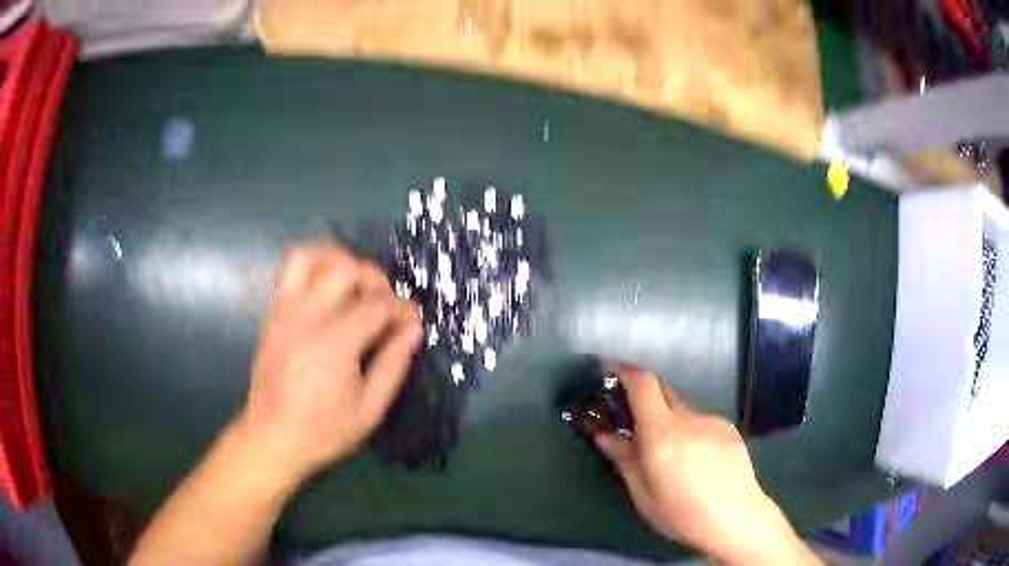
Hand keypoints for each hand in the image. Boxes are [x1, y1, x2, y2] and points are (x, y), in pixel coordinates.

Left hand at [236, 244, 421, 484]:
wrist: (271, 440)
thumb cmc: (324, 432)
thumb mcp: (370, 411)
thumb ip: (393, 366)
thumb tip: (413, 329)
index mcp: (334, 346)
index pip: (376, 305)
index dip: (402, 308)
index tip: (413, 320)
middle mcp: (306, 320)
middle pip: (344, 269)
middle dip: (374, 278)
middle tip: (385, 301)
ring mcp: (284, 313)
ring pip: (309, 257)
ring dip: (338, 260)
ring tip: (354, 282)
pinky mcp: (272, 316)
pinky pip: (291, 273)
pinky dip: (315, 268)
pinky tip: (329, 292)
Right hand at [595, 369, 819, 565]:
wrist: (737, 518)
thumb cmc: (682, 514)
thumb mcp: (643, 495)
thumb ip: (624, 460)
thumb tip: (604, 435)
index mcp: (663, 435)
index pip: (644, 385)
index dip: (626, 372)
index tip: (611, 372)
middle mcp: (688, 419)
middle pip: (663, 392)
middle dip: (645, 400)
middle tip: (635, 425)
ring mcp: (713, 421)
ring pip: (683, 409)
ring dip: (669, 419)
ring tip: (671, 453)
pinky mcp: (729, 428)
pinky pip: (701, 419)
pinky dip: (690, 429)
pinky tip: (696, 459)